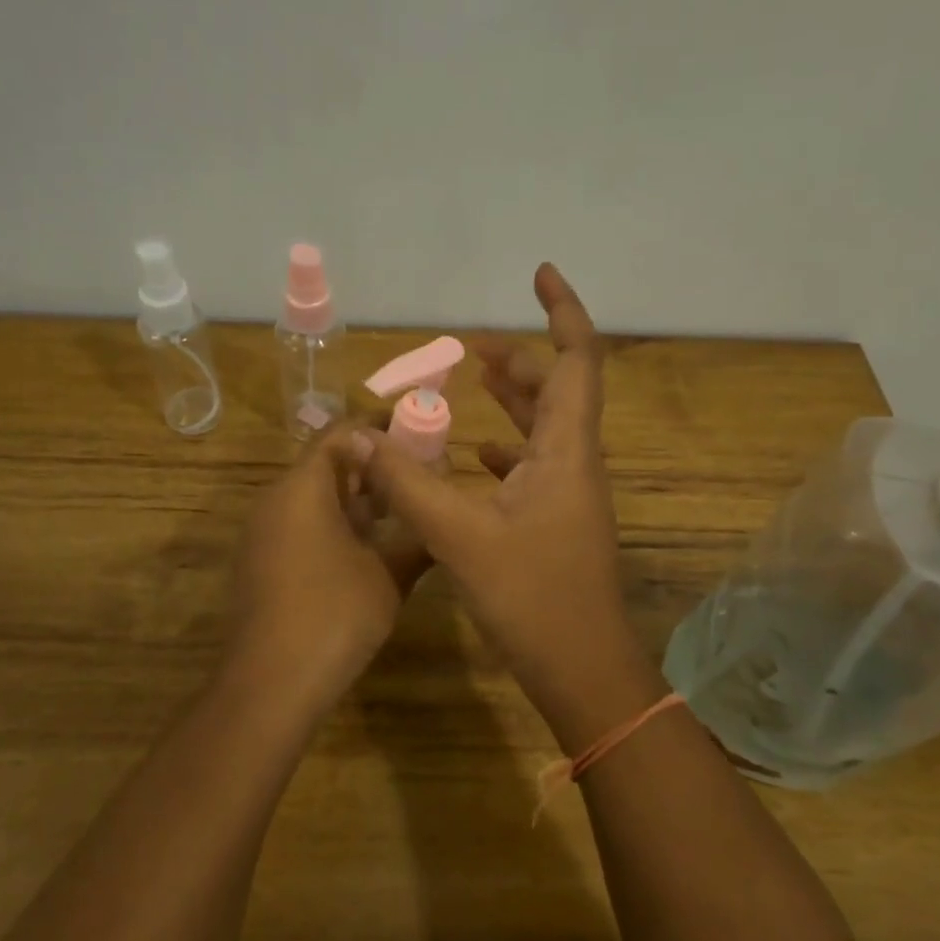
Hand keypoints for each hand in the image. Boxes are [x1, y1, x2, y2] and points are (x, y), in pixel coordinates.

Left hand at [221, 425, 427, 716]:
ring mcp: (263, 533)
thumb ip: (418, 537)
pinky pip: (300, 525)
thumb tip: (441, 515)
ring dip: (355, 499)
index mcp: (303, 488)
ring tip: (401, 513)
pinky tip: (367, 550)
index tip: (419, 436)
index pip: (342, 434)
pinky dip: (334, 525)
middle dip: (373, 468)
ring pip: (313, 498)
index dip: (381, 430)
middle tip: (418, 478)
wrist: (271, 683)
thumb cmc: (335, 615)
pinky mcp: (261, 563)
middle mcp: (276, 500)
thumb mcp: (390, 575)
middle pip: (326, 464)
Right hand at [352, 264, 658, 734]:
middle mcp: (575, 462)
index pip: (576, 360)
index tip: (539, 273)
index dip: (562, 311)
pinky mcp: (556, 522)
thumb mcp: (458, 535)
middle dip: (518, 360)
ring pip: (543, 429)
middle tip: (469, 349)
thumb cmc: (531, 597)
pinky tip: (470, 457)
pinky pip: (532, 466)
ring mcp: (569, 494)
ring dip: (511, 401)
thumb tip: (357, 437)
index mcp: (565, 450)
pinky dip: (503, 449)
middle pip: (556, 390)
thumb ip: (406, 482)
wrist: (582, 668)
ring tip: (467, 383)